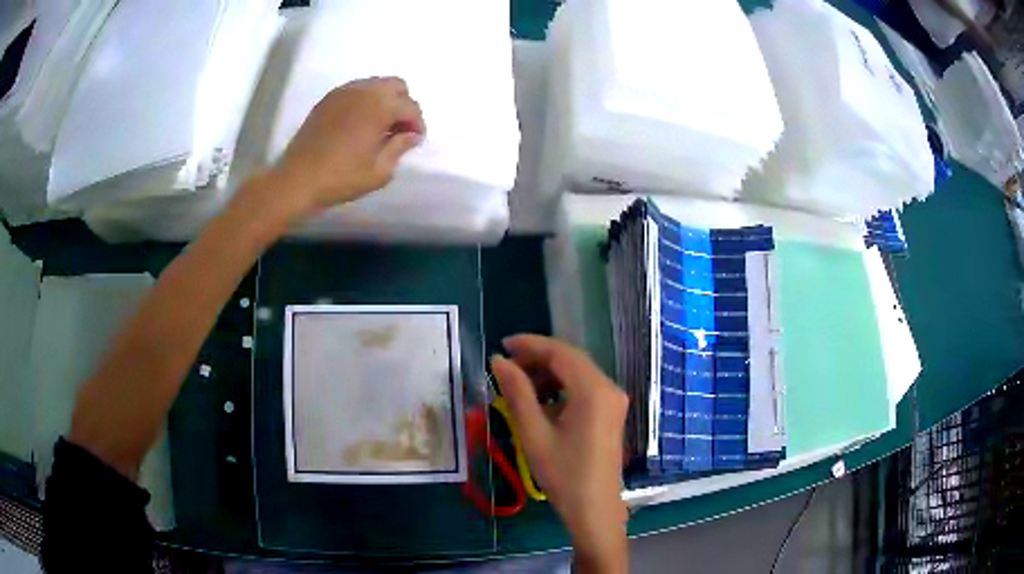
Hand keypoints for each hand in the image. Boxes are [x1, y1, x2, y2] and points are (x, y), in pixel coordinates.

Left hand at [270, 76, 425, 218]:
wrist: (297, 179)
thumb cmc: (341, 178)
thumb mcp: (379, 171)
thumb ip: (399, 148)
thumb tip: (411, 135)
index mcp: (380, 106)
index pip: (410, 107)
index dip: (417, 124)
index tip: (414, 141)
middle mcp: (364, 91)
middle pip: (396, 85)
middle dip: (403, 104)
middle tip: (398, 129)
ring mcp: (343, 92)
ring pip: (375, 84)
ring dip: (384, 100)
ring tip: (379, 126)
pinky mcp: (328, 99)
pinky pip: (356, 90)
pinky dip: (364, 101)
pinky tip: (359, 123)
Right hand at [491, 335, 628, 571]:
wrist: (594, 509)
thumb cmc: (563, 474)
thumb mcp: (534, 433)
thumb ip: (517, 392)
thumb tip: (499, 361)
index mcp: (594, 391)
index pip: (561, 352)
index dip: (530, 344)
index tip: (502, 345)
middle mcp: (609, 388)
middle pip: (571, 359)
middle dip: (538, 358)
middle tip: (505, 367)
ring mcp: (613, 401)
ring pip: (578, 373)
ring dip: (548, 373)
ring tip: (518, 385)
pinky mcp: (611, 413)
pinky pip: (584, 388)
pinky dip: (561, 388)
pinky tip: (540, 402)